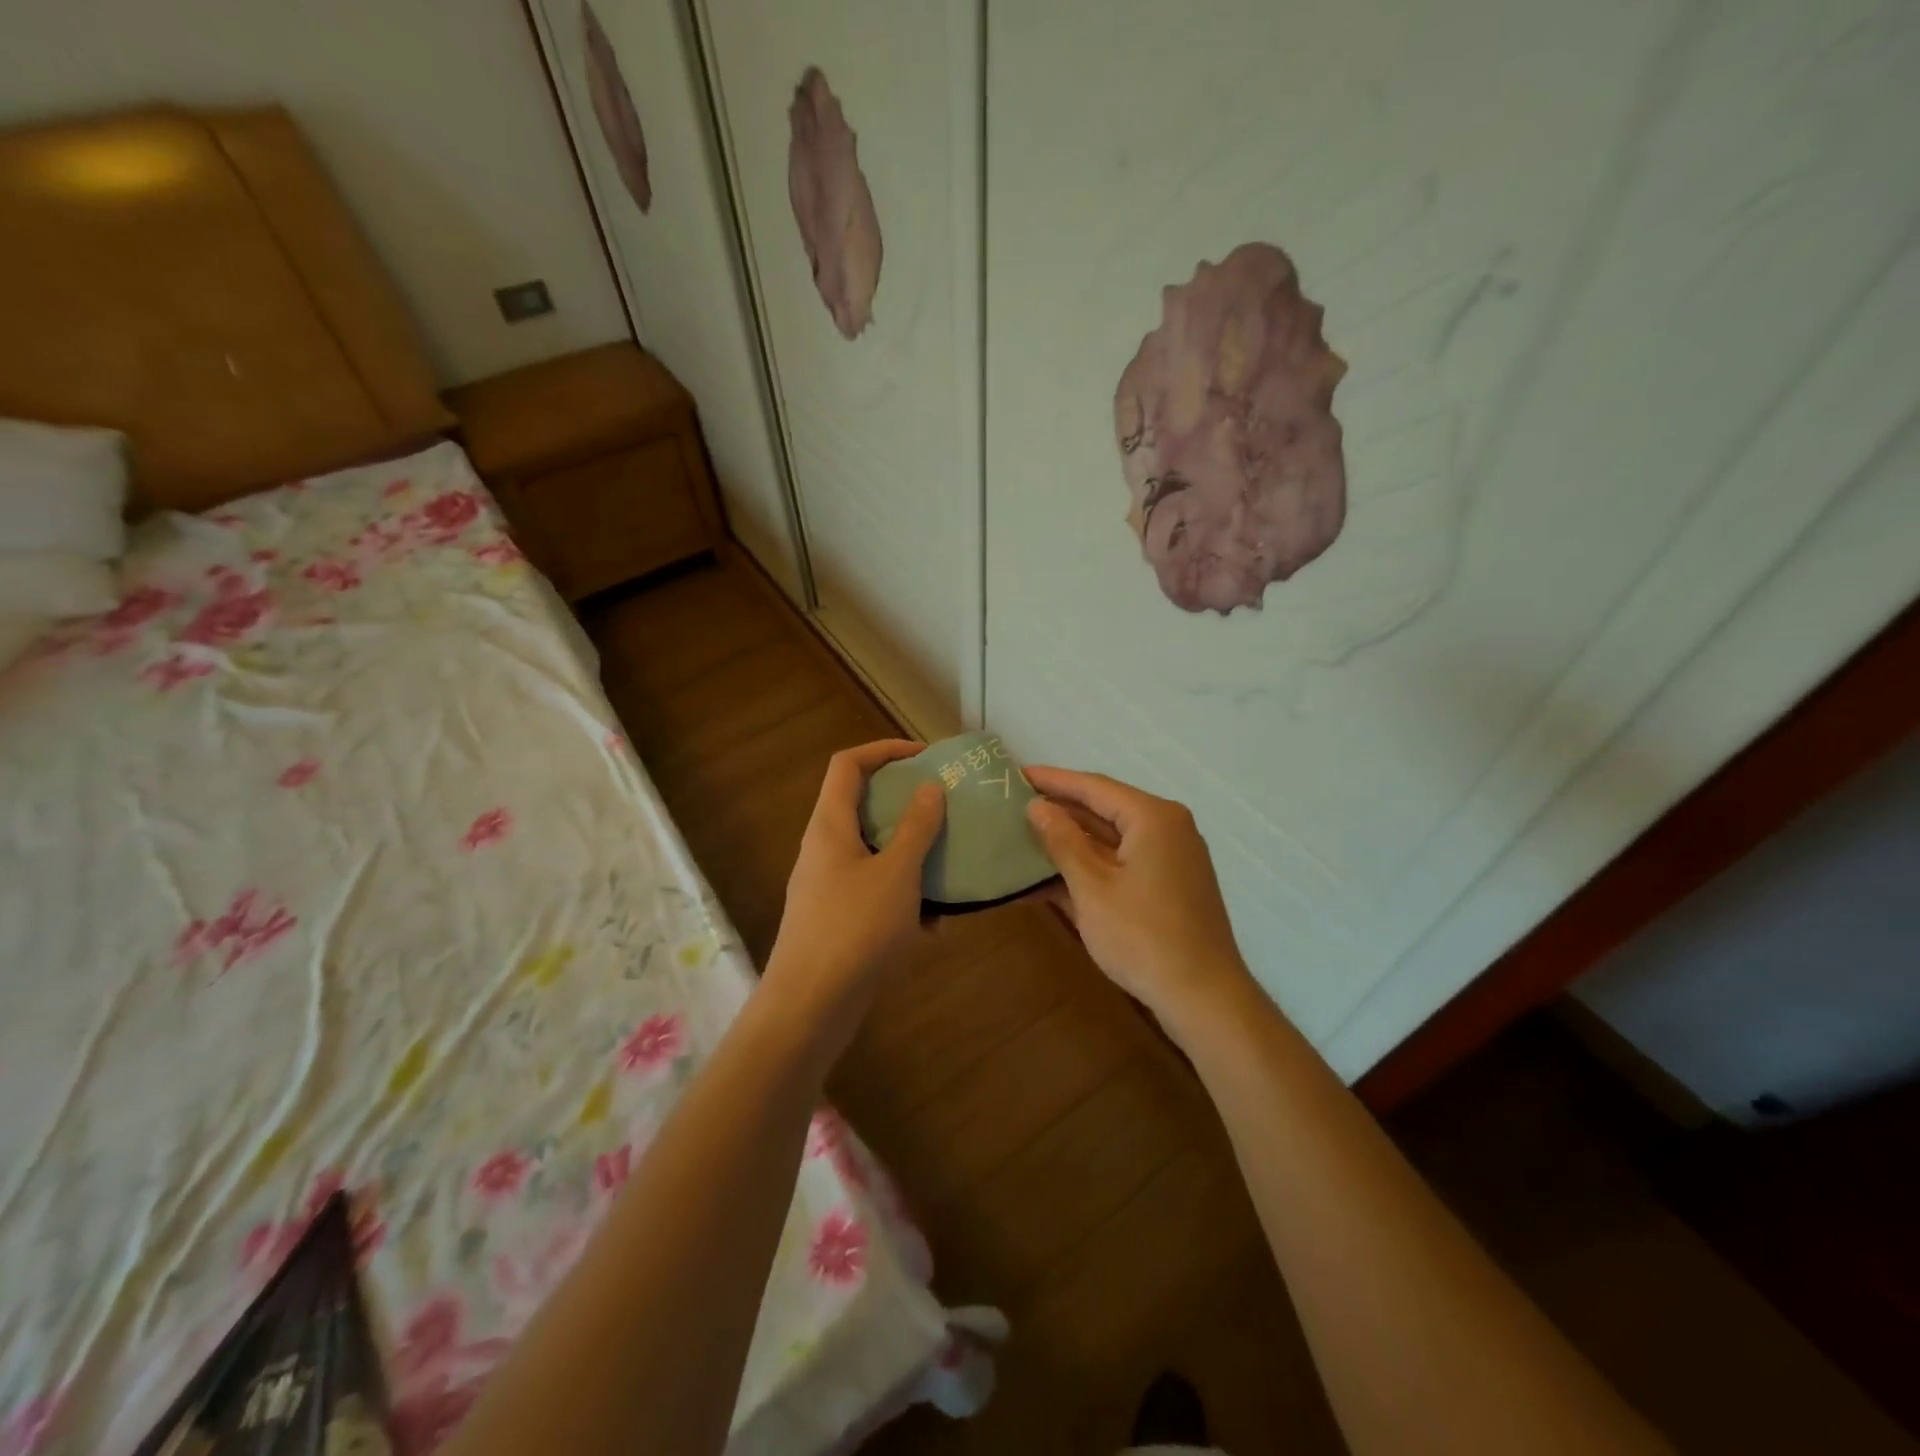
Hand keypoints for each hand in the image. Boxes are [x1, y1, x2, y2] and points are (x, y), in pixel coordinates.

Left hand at [764, 740, 944, 1053]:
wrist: (810, 1005)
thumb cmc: (855, 928)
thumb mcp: (897, 873)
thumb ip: (915, 828)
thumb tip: (928, 788)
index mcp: (830, 825)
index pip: (848, 764)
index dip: (884, 750)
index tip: (924, 757)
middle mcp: (823, 848)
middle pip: (861, 805)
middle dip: (905, 804)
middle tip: (945, 808)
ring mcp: (826, 885)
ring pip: (872, 852)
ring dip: (909, 854)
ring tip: (947, 865)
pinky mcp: (835, 918)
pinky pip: (872, 890)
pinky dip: (902, 896)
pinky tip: (933, 924)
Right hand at [1024, 766, 1254, 1030]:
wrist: (1203, 997)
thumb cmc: (1142, 936)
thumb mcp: (1092, 886)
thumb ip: (1062, 841)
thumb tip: (1038, 806)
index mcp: (1153, 817)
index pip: (1094, 787)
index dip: (1053, 780)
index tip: (1017, 775)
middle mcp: (1167, 829)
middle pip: (1104, 811)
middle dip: (1059, 812)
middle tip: (1015, 806)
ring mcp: (1170, 860)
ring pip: (1111, 841)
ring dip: (1070, 844)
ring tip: (1024, 838)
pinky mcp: (1168, 888)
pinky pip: (1121, 865)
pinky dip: (1089, 870)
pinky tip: (1050, 879)